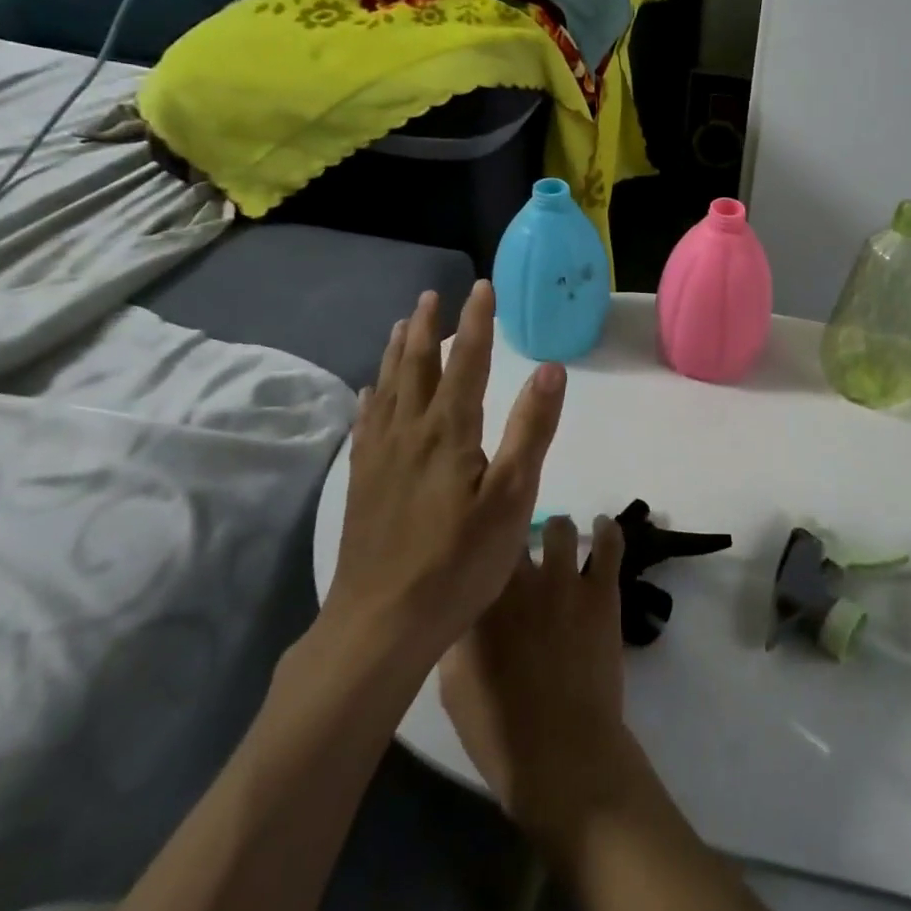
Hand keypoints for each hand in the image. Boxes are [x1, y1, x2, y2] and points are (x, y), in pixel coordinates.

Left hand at [323, 281, 566, 660]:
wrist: (381, 623)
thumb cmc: (458, 562)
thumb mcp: (511, 497)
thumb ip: (530, 429)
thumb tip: (549, 368)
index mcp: (448, 431)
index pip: (467, 362)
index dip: (476, 321)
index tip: (481, 286)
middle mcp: (409, 431)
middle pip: (416, 366)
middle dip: (427, 327)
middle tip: (431, 296)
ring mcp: (379, 457)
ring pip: (387, 388)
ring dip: (395, 353)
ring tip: (399, 326)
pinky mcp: (361, 482)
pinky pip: (366, 423)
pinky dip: (371, 397)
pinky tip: (369, 393)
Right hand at [440, 514, 643, 844]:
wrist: (562, 754)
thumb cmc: (500, 733)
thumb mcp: (454, 688)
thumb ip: (457, 636)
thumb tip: (463, 606)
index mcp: (476, 604)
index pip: (473, 549)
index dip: (477, 543)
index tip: (479, 544)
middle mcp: (517, 581)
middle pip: (512, 531)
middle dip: (511, 533)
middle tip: (515, 543)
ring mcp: (562, 581)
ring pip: (559, 527)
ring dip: (556, 531)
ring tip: (558, 540)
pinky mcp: (601, 591)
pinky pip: (609, 543)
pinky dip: (607, 530)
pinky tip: (603, 527)